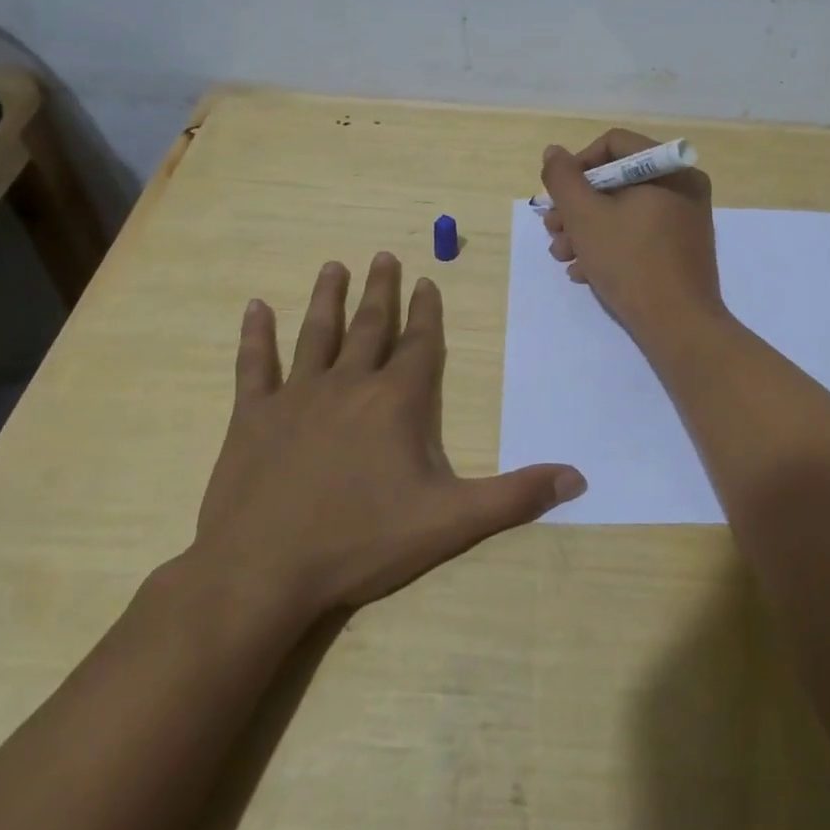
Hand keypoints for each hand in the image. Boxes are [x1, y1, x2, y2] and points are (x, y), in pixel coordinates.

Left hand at [187, 253, 585, 622]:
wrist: (263, 572)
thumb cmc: (361, 542)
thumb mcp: (450, 522)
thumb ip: (514, 497)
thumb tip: (577, 479)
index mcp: (397, 401)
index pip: (419, 344)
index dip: (427, 311)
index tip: (427, 280)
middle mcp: (349, 384)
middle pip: (370, 327)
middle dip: (380, 290)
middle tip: (383, 256)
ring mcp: (297, 396)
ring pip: (317, 334)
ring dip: (327, 298)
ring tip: (333, 266)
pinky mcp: (253, 417)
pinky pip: (255, 365)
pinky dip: (255, 335)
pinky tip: (255, 307)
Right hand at [540, 128, 724, 342]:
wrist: (678, 326)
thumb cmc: (630, 262)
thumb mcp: (585, 216)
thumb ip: (563, 179)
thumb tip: (553, 153)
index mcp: (670, 169)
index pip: (613, 144)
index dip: (577, 165)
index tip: (557, 196)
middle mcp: (683, 187)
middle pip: (617, 180)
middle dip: (577, 206)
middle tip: (552, 229)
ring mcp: (685, 220)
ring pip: (624, 211)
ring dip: (586, 230)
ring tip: (562, 256)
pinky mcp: (681, 250)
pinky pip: (639, 234)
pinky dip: (609, 246)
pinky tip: (584, 272)